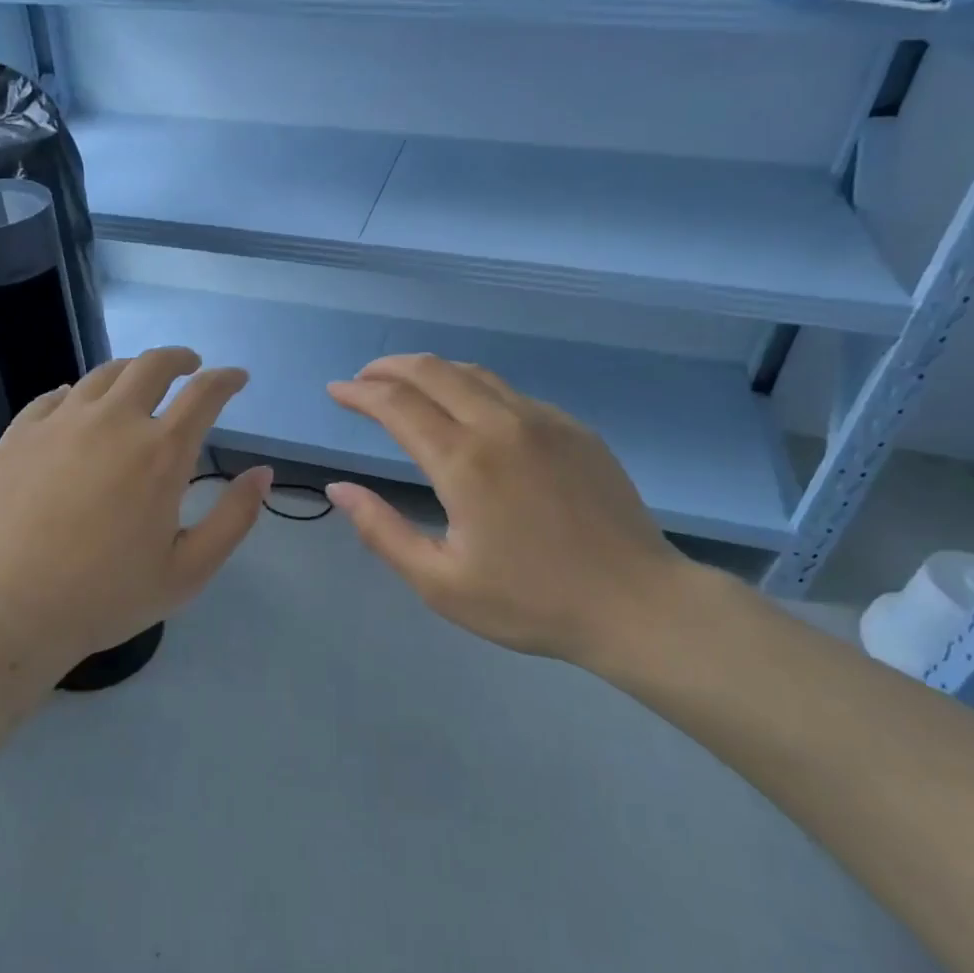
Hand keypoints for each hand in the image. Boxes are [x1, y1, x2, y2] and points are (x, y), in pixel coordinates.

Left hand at [0, 347, 270, 702]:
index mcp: (161, 453)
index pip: (204, 393)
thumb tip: (263, 473)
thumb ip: (234, 517)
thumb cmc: (109, 596)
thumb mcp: (190, 570)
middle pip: (152, 365)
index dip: (227, 379)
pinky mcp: (20, 434)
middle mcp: (113, 422)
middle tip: (190, 368)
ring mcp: (61, 423)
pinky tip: (79, 408)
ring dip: (132, 372)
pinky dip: (79, 395)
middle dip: (180, 359)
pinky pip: (55, 396)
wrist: (12, 611)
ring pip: (104, 374)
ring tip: (139, 386)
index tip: (237, 379)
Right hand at [326, 354, 689, 666]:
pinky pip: (511, 392)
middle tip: (363, 378)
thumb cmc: (531, 602)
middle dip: (389, 367)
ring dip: (431, 370)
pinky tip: (469, 411)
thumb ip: (382, 531)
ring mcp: (544, 420)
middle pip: (434, 371)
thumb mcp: (440, 583)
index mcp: (464, 461)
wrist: (637, 604)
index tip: (336, 391)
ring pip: (475, 373)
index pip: (397, 405)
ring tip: (406, 385)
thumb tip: (339, 488)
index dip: (359, 392)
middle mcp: (501, 424)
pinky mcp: (574, 428)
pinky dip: (474, 387)